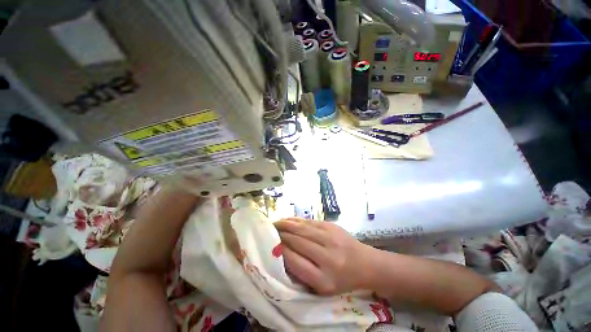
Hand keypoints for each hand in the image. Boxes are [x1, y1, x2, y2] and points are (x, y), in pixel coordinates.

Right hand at [274, 218, 375, 294]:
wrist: (365, 263)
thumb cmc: (342, 279)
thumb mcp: (322, 287)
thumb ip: (302, 274)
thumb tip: (281, 255)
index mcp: (323, 279)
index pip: (294, 261)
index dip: (280, 252)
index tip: (270, 247)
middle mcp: (327, 257)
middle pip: (297, 241)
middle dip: (280, 235)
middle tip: (268, 232)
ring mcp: (331, 238)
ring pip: (302, 229)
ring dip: (286, 225)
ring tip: (274, 224)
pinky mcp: (332, 226)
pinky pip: (310, 222)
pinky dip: (296, 220)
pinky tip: (288, 220)